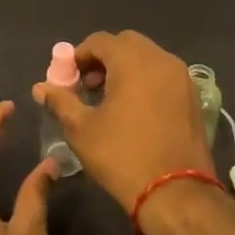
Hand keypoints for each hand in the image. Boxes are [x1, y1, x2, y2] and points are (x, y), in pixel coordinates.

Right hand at [34, 31, 209, 213]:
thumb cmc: (122, 155)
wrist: (176, 193)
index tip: (68, 78)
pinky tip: (136, 109)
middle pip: (126, 44)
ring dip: (126, 68)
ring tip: (111, 99)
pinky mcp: (194, 97)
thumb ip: (61, 101)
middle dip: (104, 58)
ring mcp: (182, 77)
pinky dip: (147, 80)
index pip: (99, 41)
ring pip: (148, 58)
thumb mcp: (81, 129)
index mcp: (132, 60)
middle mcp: (161, 59)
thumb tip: (41, 87)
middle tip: (89, 86)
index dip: (79, 56)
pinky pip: (164, 75)